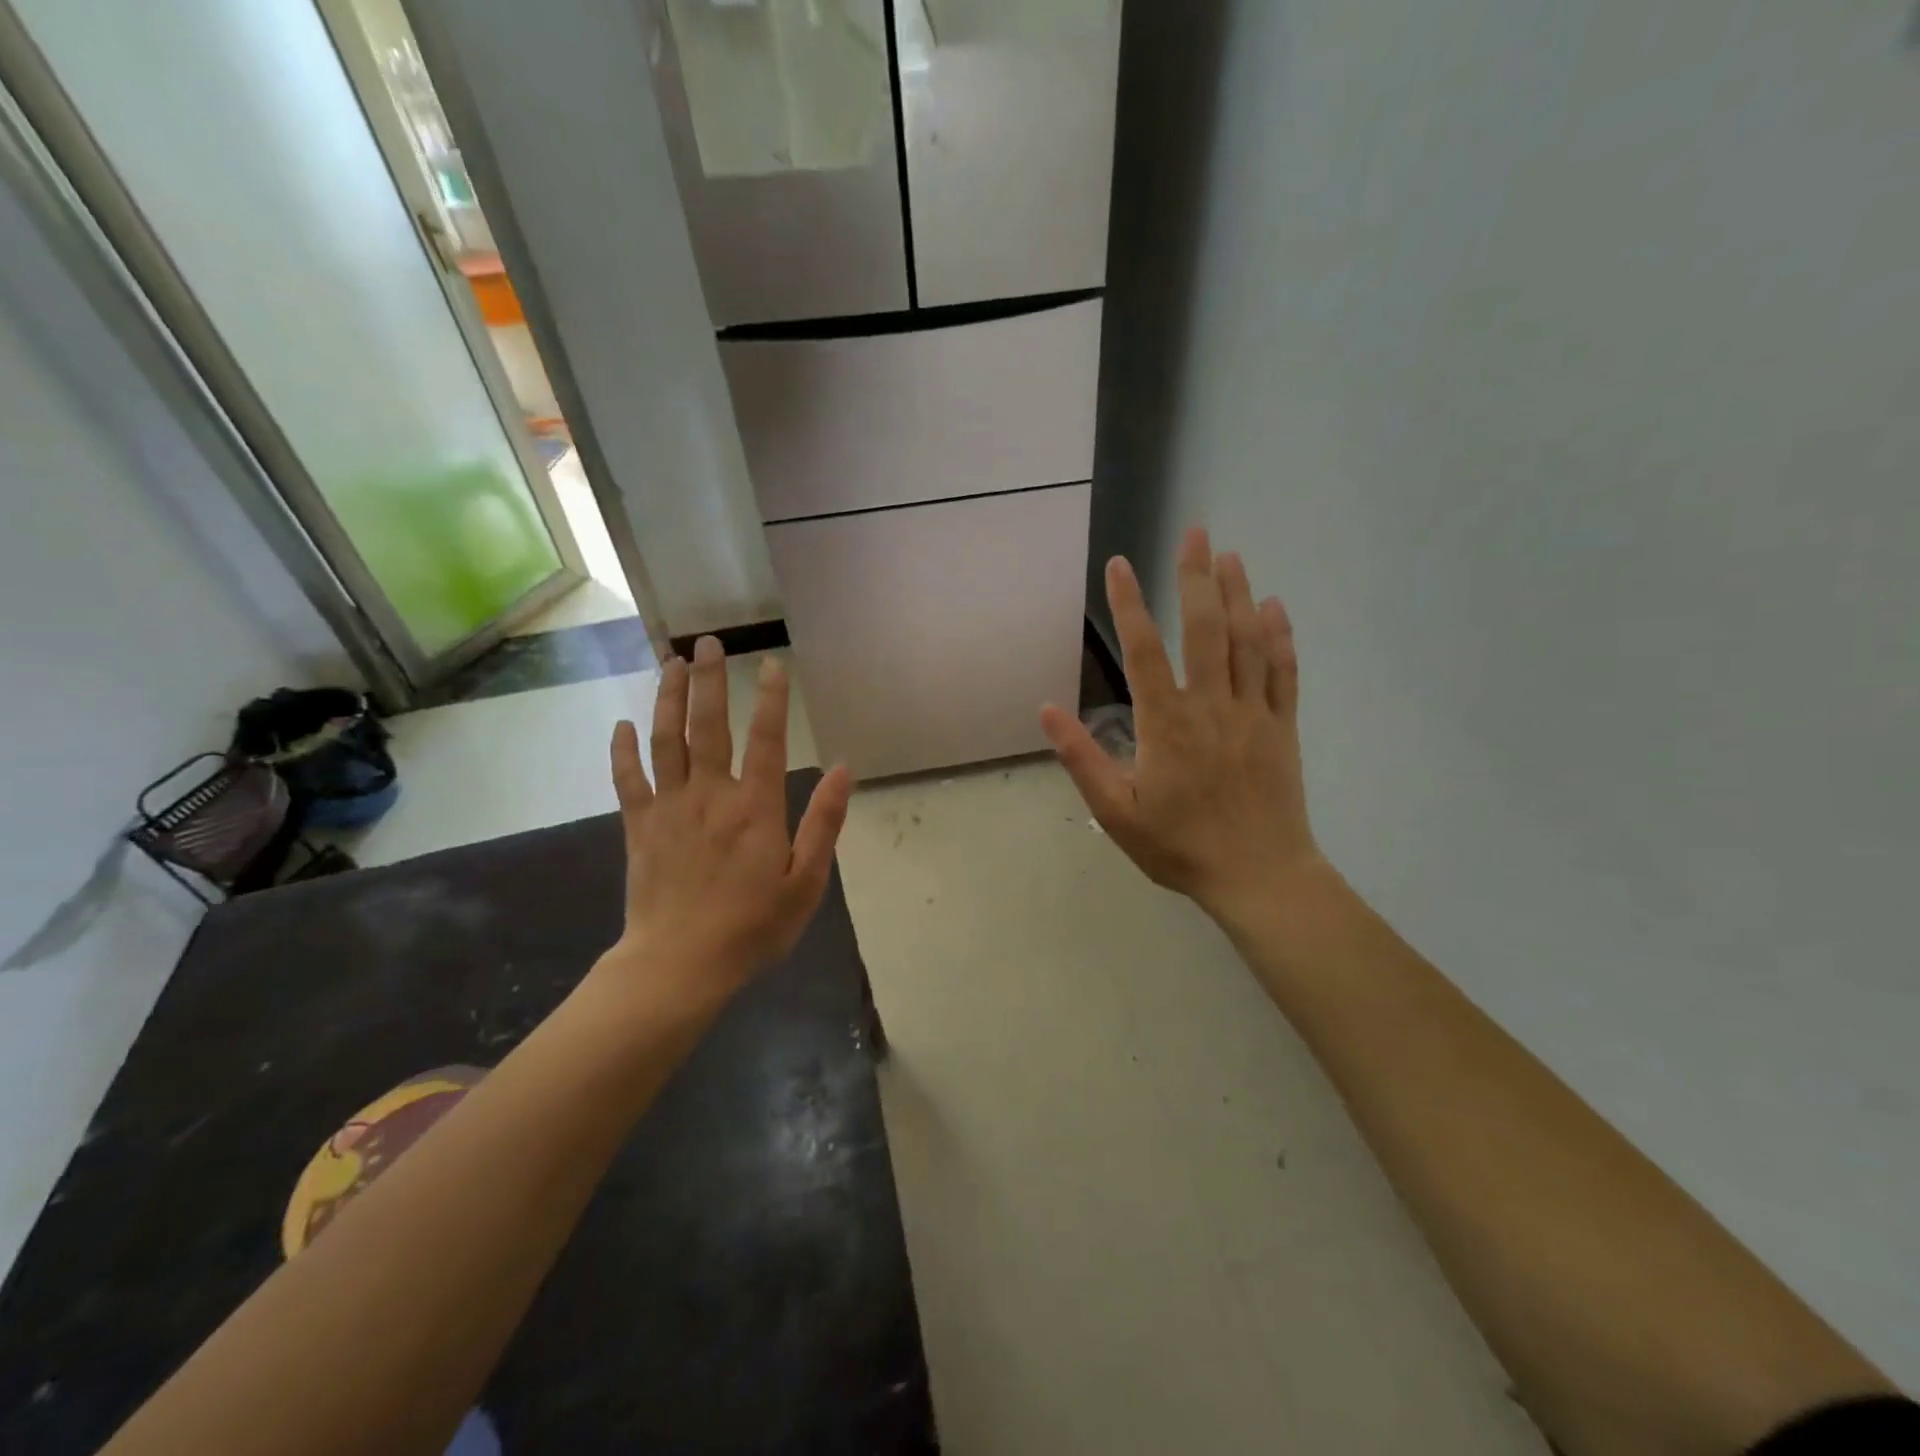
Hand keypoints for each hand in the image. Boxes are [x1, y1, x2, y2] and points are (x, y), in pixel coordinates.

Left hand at [603, 637, 851, 1005]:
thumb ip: (824, 823)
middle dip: (710, 681)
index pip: (766, 739)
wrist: (679, 965)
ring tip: (670, 663)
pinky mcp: (639, 826)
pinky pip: (628, 779)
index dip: (771, 698)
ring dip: (668, 698)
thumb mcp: (806, 882)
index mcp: (756, 807)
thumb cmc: (752, 927)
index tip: (770, 663)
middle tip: (708, 642)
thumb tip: (844, 771)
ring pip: (666, 740)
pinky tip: (622, 725)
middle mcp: (711, 794)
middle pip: (709, 726)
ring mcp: (670, 807)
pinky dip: (623, 750)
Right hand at [1041, 527, 1324, 922]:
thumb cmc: (1179, 847)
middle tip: (1194, 532)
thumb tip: (1049, 711)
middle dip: (1196, 577)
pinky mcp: (1283, 728)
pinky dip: (1279, 637)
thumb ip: (1083, 759)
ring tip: (1230, 555)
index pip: (1144, 650)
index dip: (1129, 604)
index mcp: (1166, 723)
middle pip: (1205, 629)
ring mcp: (1253, 714)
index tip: (1119, 565)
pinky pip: (1284, 673)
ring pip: (1247, 641)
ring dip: (1238, 594)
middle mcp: (1211, 705)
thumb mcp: (1116, 812)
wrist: (1258, 877)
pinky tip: (1274, 607)